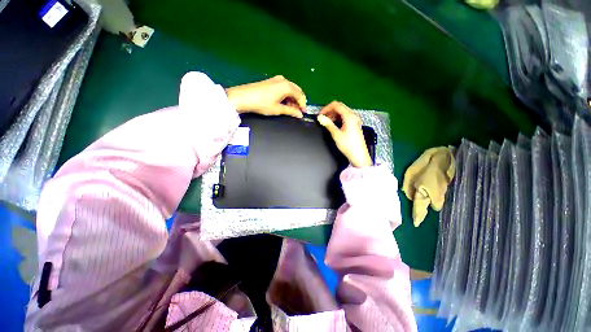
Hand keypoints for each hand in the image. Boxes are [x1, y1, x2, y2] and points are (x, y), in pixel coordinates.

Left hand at [225, 75, 306, 117]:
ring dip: (292, 99)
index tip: (303, 113)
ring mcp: (277, 79)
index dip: (303, 105)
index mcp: (287, 86)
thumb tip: (299, 115)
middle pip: (296, 91)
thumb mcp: (278, 109)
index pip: (300, 95)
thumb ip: (291, 111)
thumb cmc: (262, 104)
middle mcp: (284, 80)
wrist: (243, 97)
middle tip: (297, 112)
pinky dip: (286, 96)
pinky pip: (283, 88)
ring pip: (290, 89)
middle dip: (298, 101)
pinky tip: (284, 103)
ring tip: (290, 109)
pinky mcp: (271, 81)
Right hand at [317, 101, 372, 167]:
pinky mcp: (354, 125)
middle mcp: (353, 116)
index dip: (326, 108)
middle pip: (340, 107)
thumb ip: (328, 124)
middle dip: (330, 111)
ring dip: (333, 115)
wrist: (358, 155)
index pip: (336, 105)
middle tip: (322, 118)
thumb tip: (320, 118)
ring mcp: (355, 120)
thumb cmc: (349, 145)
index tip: (320, 114)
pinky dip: (338, 119)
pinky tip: (333, 125)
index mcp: (349, 116)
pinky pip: (345, 117)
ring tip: (326, 122)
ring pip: (342, 112)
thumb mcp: (336, 134)